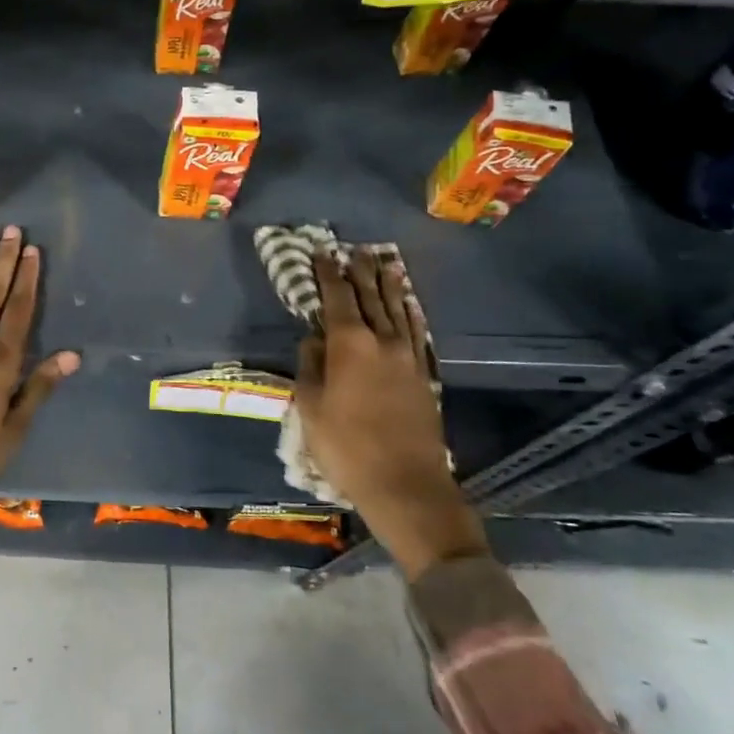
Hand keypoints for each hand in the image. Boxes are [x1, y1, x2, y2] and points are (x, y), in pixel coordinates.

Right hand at [295, 251, 486, 580]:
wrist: (405, 483)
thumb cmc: (346, 446)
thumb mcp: (311, 407)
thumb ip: (310, 366)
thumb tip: (313, 339)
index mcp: (350, 344)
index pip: (337, 298)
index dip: (327, 273)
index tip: (320, 253)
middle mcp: (383, 341)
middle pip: (371, 297)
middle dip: (360, 272)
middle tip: (354, 250)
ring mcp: (408, 356)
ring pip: (399, 310)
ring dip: (390, 285)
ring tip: (385, 263)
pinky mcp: (424, 374)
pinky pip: (416, 331)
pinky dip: (410, 312)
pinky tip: (409, 305)